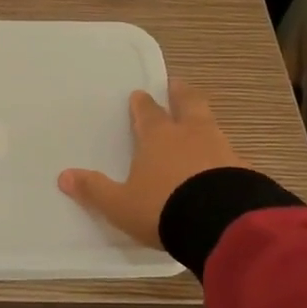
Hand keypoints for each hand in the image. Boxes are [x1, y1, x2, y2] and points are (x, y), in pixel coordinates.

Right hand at [59, 81, 243, 248]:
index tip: (140, 95)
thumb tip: (63, 176)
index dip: (142, 104)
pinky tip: (222, 165)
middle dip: (180, 93)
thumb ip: (95, 190)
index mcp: (158, 137)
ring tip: (200, 123)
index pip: (148, 112)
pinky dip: (222, 154)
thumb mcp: (120, 204)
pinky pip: (229, 154)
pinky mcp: (243, 169)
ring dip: (203, 121)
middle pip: (187, 104)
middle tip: (177, 84)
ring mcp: (221, 149)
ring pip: (211, 125)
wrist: (220, 223)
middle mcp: (191, 134)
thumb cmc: (162, 207)